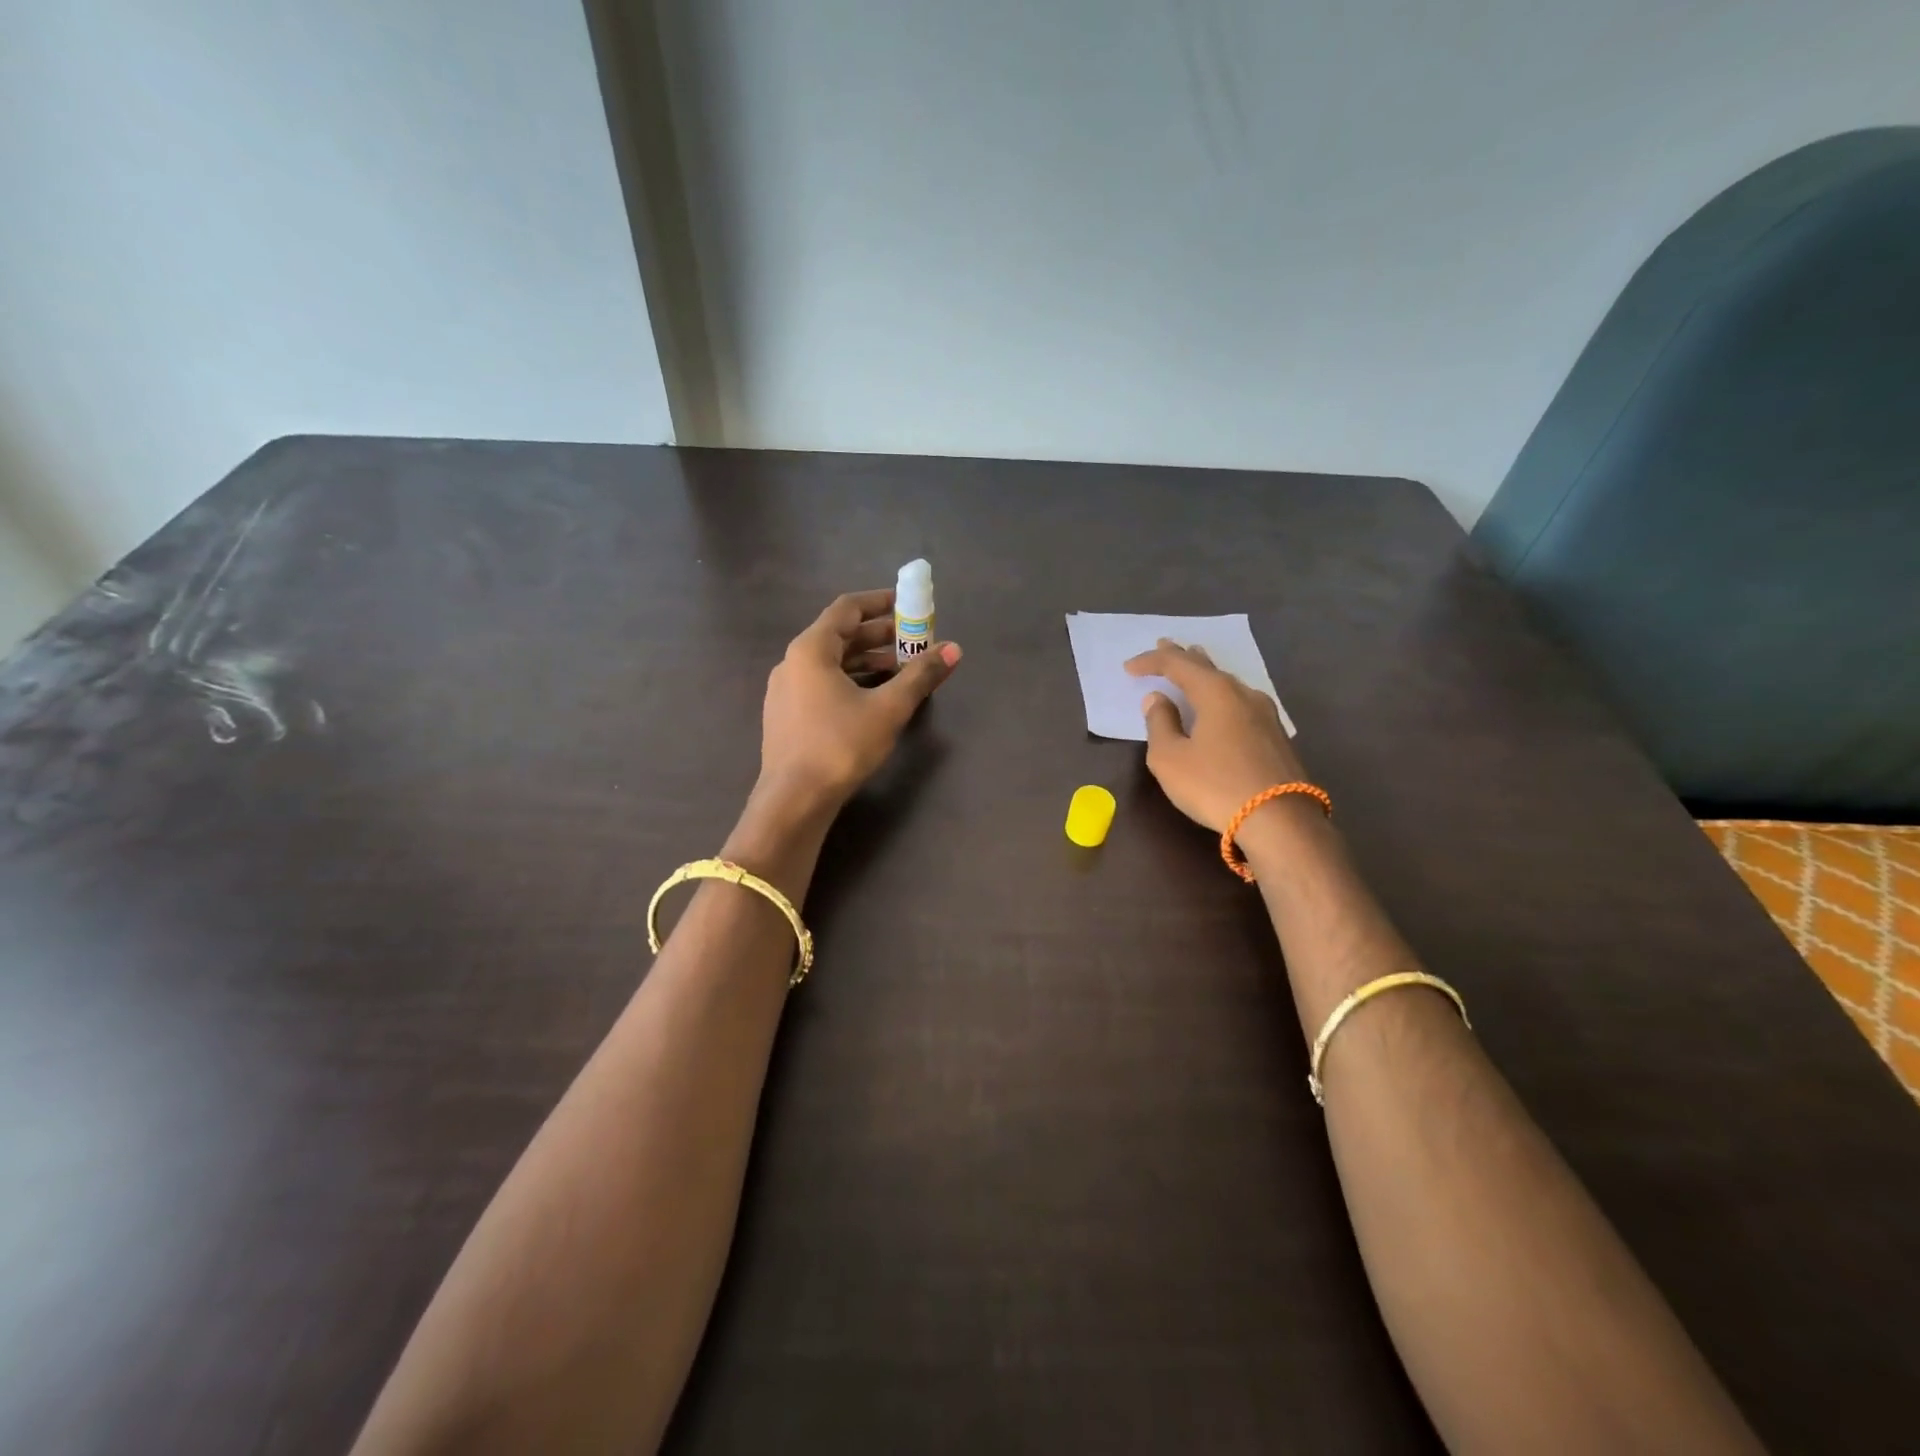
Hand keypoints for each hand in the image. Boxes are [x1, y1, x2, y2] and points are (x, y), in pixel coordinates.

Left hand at [757, 588, 960, 817]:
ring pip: (831, 663)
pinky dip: (850, 681)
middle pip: (839, 635)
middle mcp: (793, 662)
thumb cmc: (840, 746)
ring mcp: (785, 691)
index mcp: (811, 649)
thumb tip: (953, 649)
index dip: (880, 602)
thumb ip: (920, 675)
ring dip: (867, 661)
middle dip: (879, 635)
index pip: (847, 608)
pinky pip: (822, 684)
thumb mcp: (888, 709)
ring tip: (901, 671)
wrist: (793, 800)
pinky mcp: (787, 716)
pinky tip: (873, 698)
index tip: (908, 605)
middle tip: (913, 640)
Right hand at [1126, 639, 1306, 831]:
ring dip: (1206, 674)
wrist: (1279, 820)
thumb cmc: (1215, 785)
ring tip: (1194, 666)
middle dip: (1184, 657)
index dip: (1151, 663)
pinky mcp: (1276, 736)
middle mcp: (1243, 694)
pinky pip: (1240, 702)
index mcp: (1215, 692)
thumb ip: (1160, 724)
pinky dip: (1222, 695)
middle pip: (1208, 667)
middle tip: (1166, 646)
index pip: (1177, 665)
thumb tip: (1157, 699)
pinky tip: (1222, 703)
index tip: (1129, 667)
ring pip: (1229, 684)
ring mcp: (1265, 714)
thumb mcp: (1171, 758)